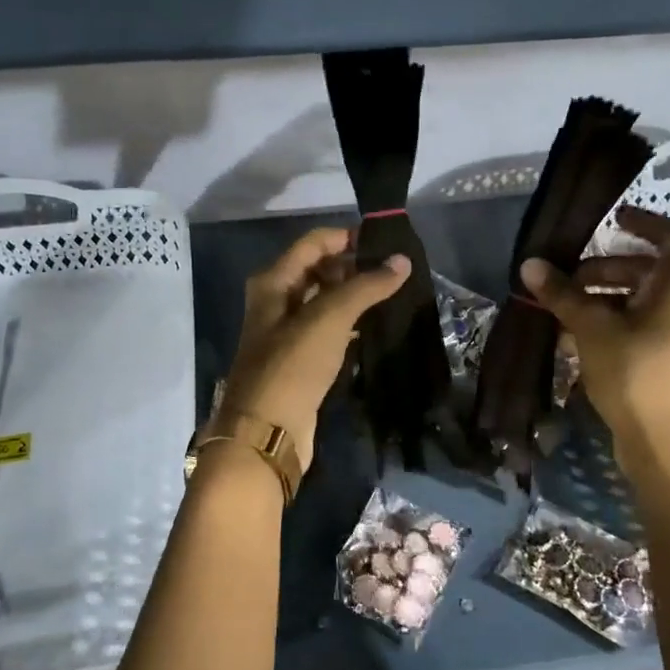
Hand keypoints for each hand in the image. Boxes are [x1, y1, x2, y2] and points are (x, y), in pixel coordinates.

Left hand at [218, 227, 409, 466]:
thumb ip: (366, 286)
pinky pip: (329, 330)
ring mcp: (287, 332)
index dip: (348, 238)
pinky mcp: (301, 360)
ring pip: (325, 301)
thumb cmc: (293, 365)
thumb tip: (401, 261)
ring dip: (355, 296)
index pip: (314, 243)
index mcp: (273, 282)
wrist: (267, 431)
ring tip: (395, 293)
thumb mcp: (329, 317)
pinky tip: (376, 324)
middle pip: (319, 270)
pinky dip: (350, 323)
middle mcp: (277, 301)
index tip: (387, 243)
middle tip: (396, 270)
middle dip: (354, 267)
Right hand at [519, 207, 669, 470]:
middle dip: (608, 268)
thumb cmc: (637, 377)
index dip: (645, 223)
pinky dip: (617, 323)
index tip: (611, 219)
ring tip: (566, 310)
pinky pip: (647, 327)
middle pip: (653, 270)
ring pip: (646, 302)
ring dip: (607, 298)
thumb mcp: (593, 330)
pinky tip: (579, 339)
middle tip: (568, 278)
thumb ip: (563, 294)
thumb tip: (530, 264)